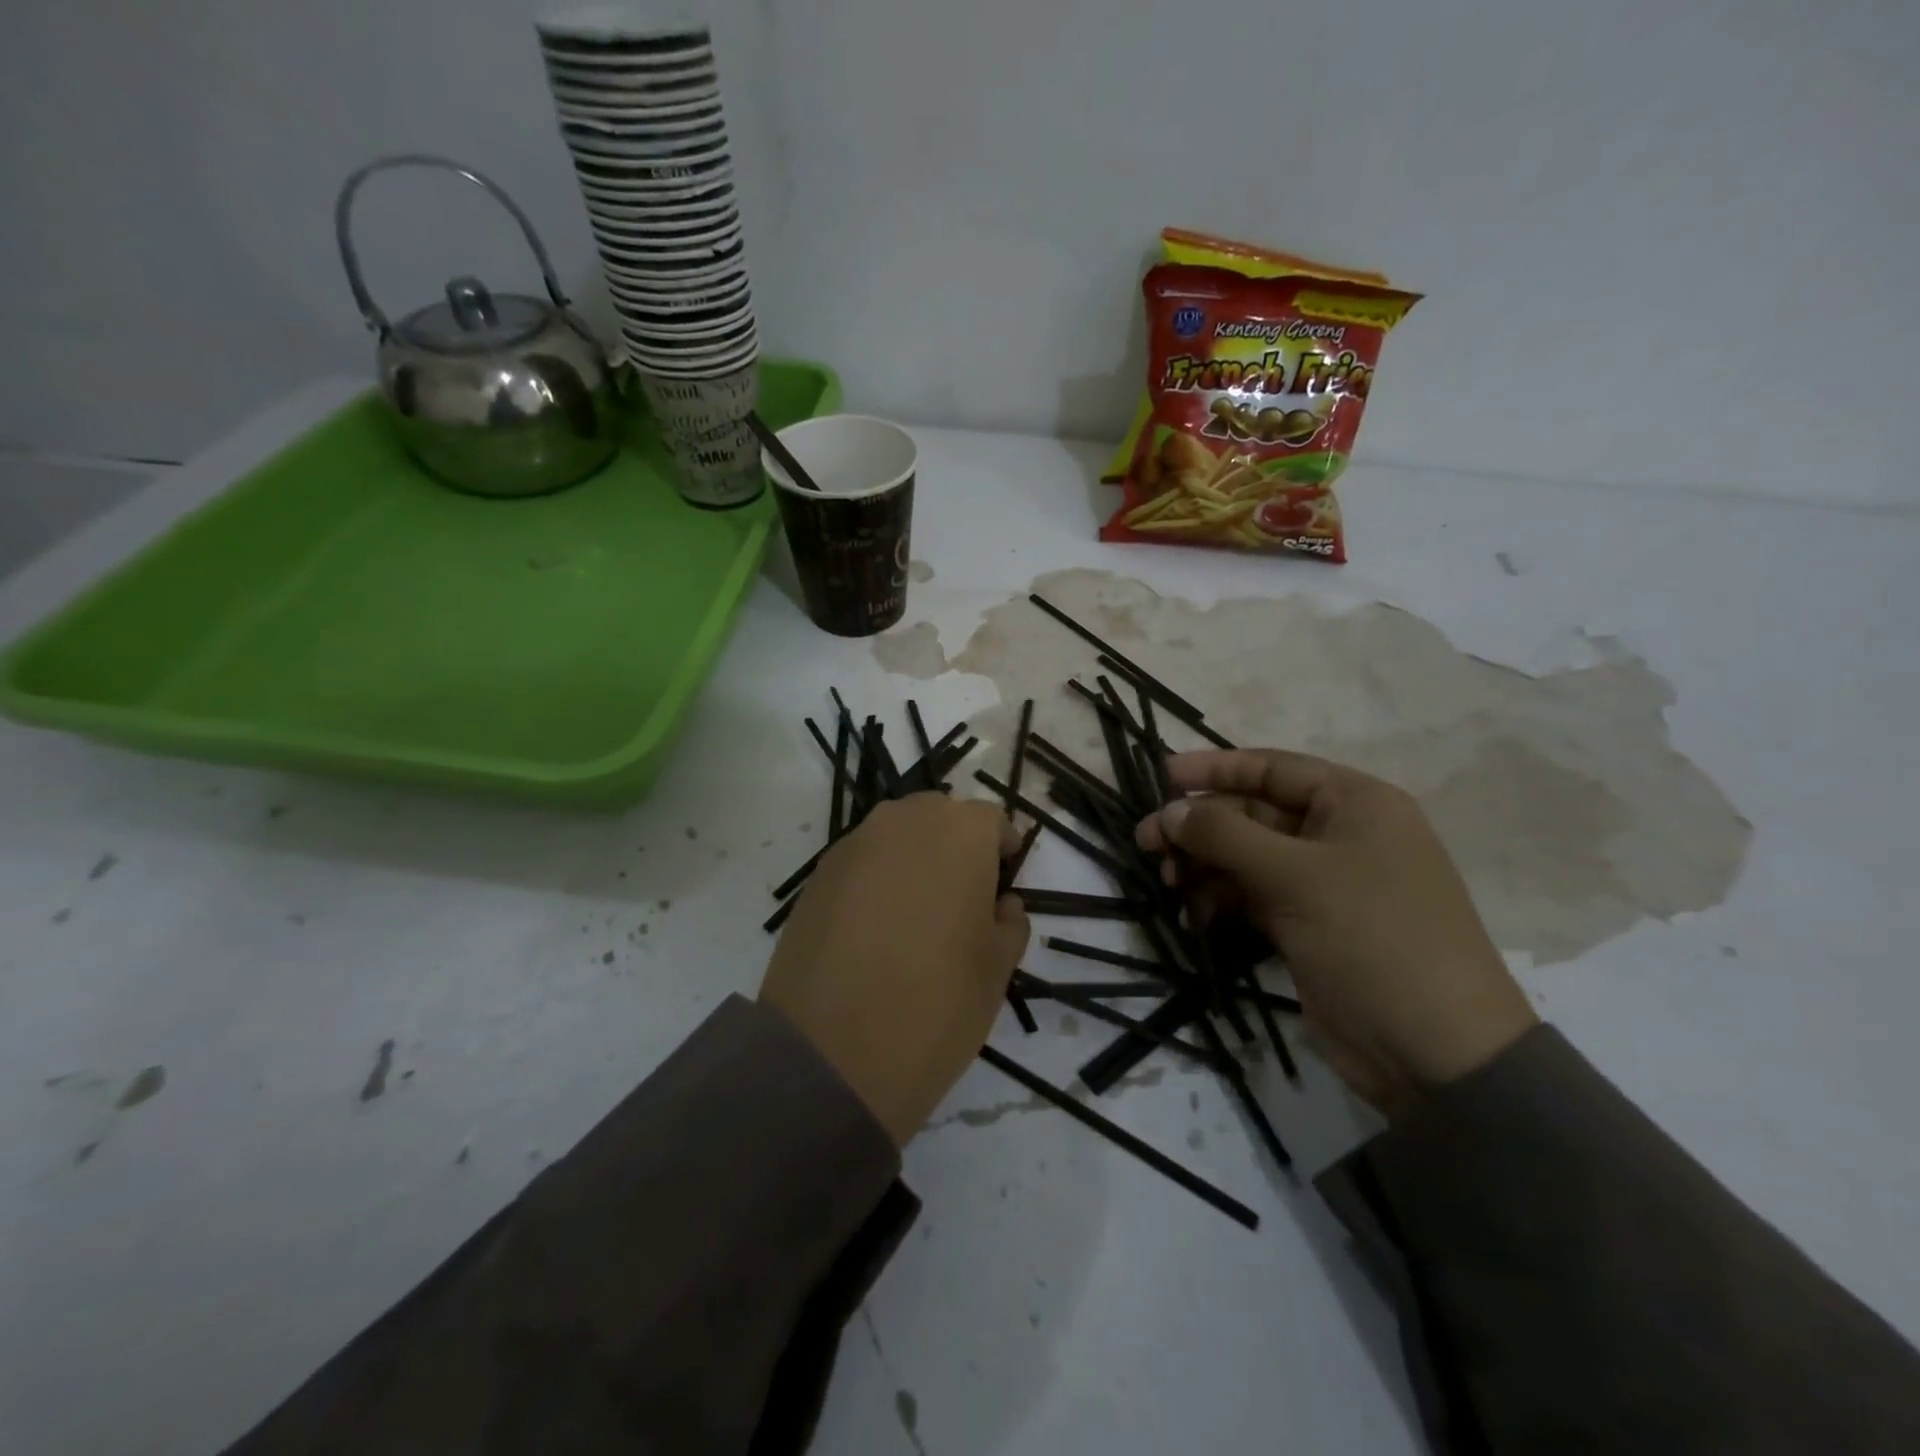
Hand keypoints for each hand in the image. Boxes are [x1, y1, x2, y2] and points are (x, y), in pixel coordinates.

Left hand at [760, 794, 1029, 1145]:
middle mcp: (905, 821)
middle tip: (962, 897)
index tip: (1004, 881)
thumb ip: (1010, 922)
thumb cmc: (937, 1004)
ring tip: (917, 912)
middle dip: (956, 847)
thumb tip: (1000, 903)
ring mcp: (854, 844)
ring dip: (914, 858)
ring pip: (897, 835)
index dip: (1002, 849)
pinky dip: (876, 879)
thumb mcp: (998, 969)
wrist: (831, 1052)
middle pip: (940, 817)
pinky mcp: (817, 875)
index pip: (991, 820)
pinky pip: (862, 860)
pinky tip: (876, 926)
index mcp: (960, 833)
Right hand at [1137, 750, 1535, 1118]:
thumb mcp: (1295, 876)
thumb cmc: (1373, 938)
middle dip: (1200, 826)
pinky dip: (1220, 900)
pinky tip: (1194, 916)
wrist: (1434, 1053)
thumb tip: (1169, 810)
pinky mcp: (1306, 925)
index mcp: (1355, 804)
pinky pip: (1251, 896)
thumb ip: (1224, 835)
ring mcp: (1322, 884)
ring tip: (1168, 882)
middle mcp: (1339, 835)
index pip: (1272, 768)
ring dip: (1204, 865)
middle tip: (1147, 842)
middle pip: (1252, 813)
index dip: (1215, 768)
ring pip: (1246, 857)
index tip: (1162, 777)